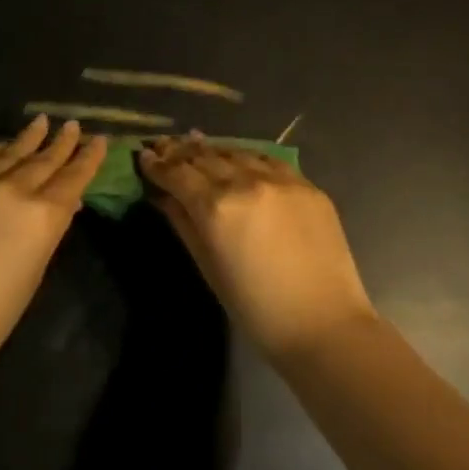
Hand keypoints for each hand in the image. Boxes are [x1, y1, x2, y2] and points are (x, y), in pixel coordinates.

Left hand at [0, 116, 106, 372]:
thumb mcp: (34, 272)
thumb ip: (48, 231)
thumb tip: (62, 205)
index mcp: (43, 215)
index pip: (73, 178)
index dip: (88, 158)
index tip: (98, 140)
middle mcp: (12, 190)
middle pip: (43, 160)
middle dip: (61, 143)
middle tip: (72, 125)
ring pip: (7, 153)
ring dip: (27, 138)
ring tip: (40, 122)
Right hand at [139, 135, 375, 359]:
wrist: (324, 324)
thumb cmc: (256, 310)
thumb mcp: (209, 268)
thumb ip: (183, 225)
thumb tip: (162, 197)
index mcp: (217, 207)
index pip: (178, 174)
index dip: (157, 164)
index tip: (144, 156)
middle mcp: (246, 181)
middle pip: (205, 157)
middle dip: (180, 151)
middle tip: (164, 145)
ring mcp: (280, 179)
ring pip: (237, 152)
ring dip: (213, 150)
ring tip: (196, 145)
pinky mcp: (307, 184)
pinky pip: (269, 160)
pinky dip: (247, 157)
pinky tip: (240, 158)